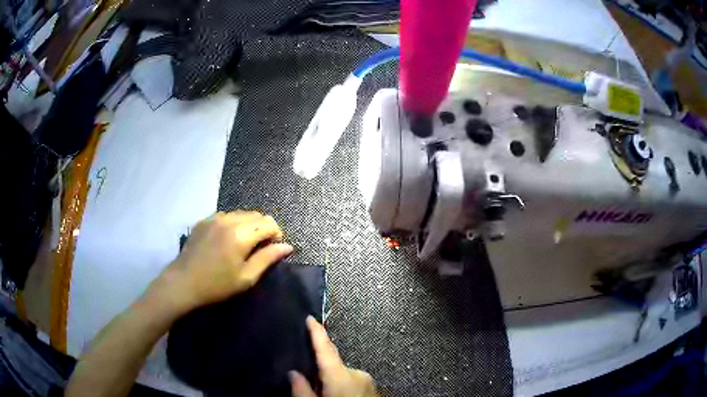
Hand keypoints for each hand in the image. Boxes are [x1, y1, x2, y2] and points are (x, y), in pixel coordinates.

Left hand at [146, 211, 293, 315]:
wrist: (184, 282)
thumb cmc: (217, 285)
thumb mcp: (246, 277)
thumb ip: (267, 258)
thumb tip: (287, 246)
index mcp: (241, 234)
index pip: (268, 223)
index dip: (276, 234)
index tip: (273, 248)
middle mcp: (229, 220)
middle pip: (256, 215)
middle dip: (263, 228)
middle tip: (259, 248)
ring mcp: (214, 218)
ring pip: (241, 213)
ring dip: (248, 225)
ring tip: (243, 243)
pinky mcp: (204, 220)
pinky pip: (225, 215)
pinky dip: (233, 223)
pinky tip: (226, 239)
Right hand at [290, 316, 378, 396]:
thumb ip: (302, 389)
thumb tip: (293, 373)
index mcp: (340, 375)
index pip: (325, 349)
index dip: (317, 332)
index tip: (311, 317)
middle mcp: (357, 374)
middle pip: (333, 364)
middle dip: (322, 368)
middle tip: (308, 378)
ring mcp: (368, 381)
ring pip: (343, 376)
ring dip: (333, 382)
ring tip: (324, 393)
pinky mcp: (374, 389)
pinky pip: (354, 383)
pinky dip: (345, 388)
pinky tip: (339, 395)